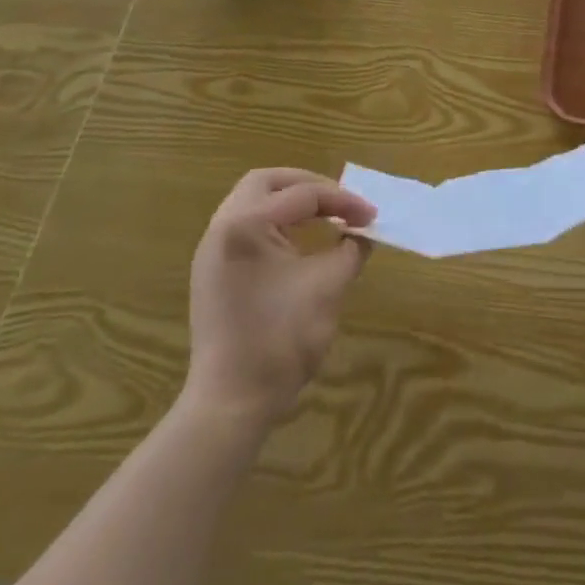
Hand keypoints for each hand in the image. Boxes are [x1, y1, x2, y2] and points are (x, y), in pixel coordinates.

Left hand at [184, 169, 376, 424]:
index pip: (304, 195)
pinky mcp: (213, 272)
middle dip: (308, 185)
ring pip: (252, 202)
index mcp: (246, 224)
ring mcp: (212, 251)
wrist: (232, 402)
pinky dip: (275, 223)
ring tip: (324, 217)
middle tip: (340, 202)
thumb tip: (361, 233)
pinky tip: (300, 242)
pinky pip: (245, 227)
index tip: (372, 216)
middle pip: (267, 182)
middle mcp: (222, 227)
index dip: (344, 201)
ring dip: (290, 203)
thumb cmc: (282, 339)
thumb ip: (350, 249)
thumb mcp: (329, 286)